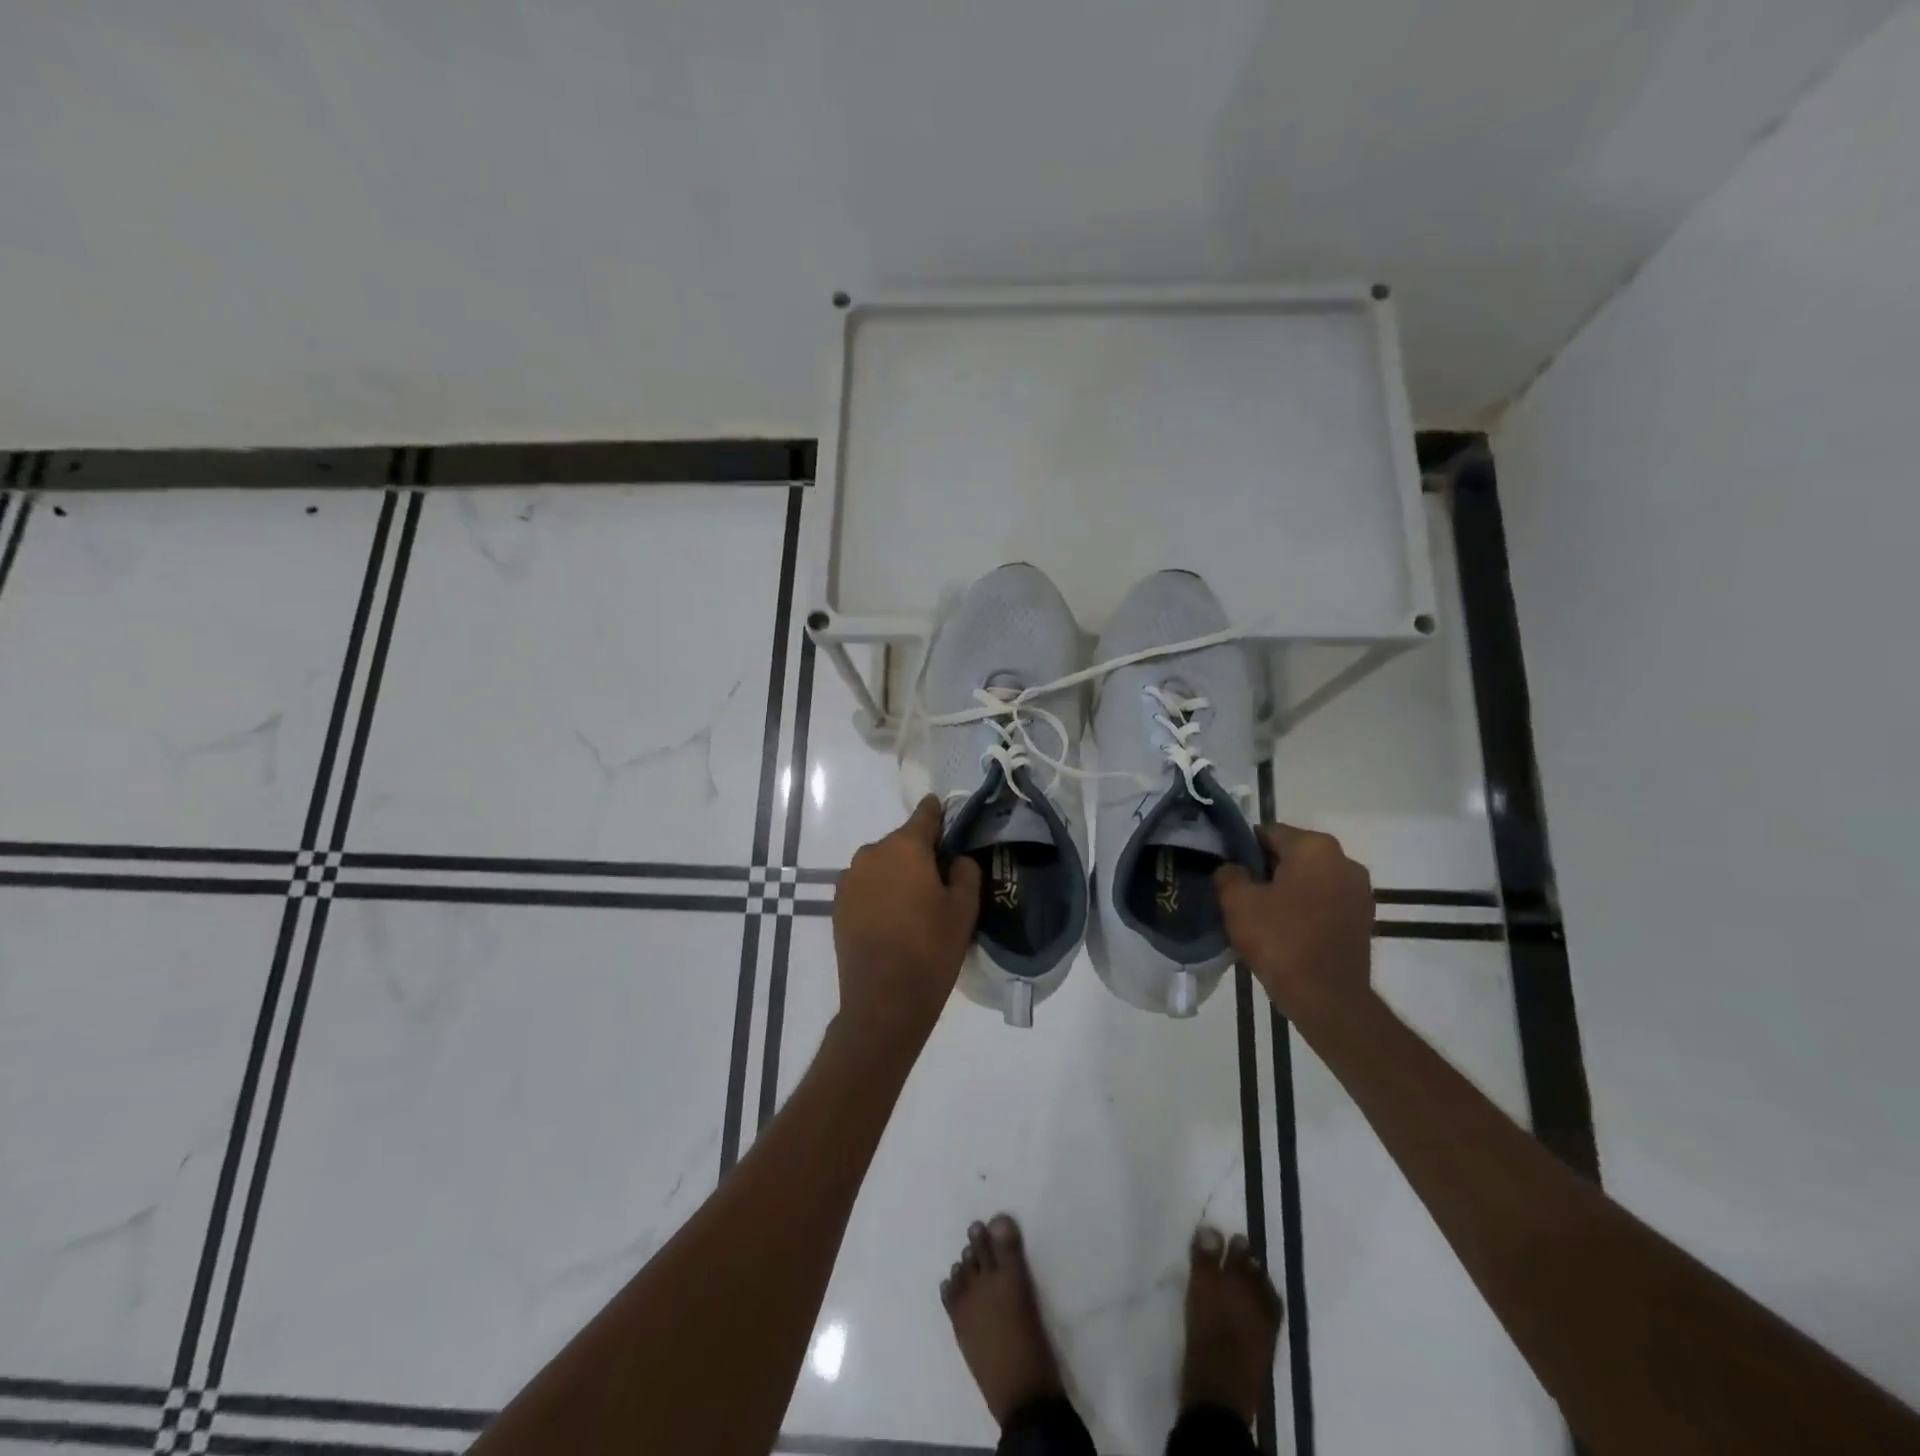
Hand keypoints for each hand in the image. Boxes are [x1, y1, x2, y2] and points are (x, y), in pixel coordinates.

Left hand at [832, 796, 981, 1050]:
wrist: (883, 1000)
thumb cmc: (931, 949)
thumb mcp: (964, 909)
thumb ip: (965, 871)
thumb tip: (956, 858)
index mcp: (905, 847)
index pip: (925, 815)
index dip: (940, 814)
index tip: (950, 818)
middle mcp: (872, 853)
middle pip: (902, 842)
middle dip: (920, 853)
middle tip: (940, 879)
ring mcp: (850, 879)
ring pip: (882, 865)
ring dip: (898, 874)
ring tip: (915, 905)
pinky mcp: (838, 904)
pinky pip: (866, 886)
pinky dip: (880, 893)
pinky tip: (893, 920)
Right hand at [1215, 824, 1373, 1015]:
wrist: (1328, 999)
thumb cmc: (1281, 940)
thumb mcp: (1237, 902)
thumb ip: (1228, 873)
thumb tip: (1232, 869)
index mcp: (1314, 847)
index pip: (1267, 832)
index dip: (1241, 850)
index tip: (1226, 872)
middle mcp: (1344, 860)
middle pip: (1291, 855)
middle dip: (1265, 870)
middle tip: (1239, 896)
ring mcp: (1359, 891)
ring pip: (1309, 879)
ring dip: (1286, 890)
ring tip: (1261, 916)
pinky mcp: (1364, 919)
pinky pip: (1324, 902)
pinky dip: (1305, 909)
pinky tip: (1285, 931)